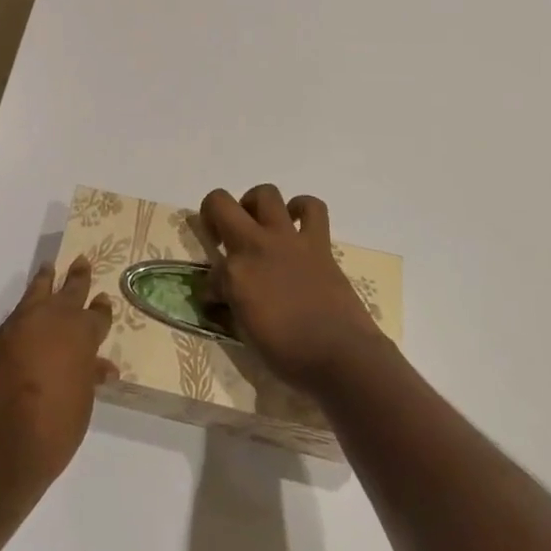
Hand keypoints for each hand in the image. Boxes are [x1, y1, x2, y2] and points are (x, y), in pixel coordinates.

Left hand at [0, 260, 116, 496]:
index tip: (103, 299)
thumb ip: (89, 377)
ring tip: (48, 268)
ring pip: (37, 291)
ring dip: (46, 280)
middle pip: (70, 291)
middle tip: (81, 261)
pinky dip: (26, 306)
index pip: (97, 315)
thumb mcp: (82, 402)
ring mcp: (22, 324)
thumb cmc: (54, 426)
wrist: (0, 440)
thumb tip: (101, 367)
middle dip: (78, 277)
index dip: (101, 309)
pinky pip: (18, 313)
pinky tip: (27, 310)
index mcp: (82, 333)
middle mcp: (53, 319)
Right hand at [202, 184, 384, 393]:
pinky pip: (313, 209)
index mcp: (234, 273)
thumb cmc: (289, 355)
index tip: (219, 300)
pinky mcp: (318, 243)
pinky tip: (296, 223)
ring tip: (257, 224)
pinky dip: (302, 209)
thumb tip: (221, 296)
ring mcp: (288, 239)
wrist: (342, 357)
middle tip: (222, 235)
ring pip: (265, 193)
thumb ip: (230, 306)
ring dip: (255, 204)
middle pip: (220, 202)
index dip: (211, 286)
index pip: (209, 271)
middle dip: (213, 213)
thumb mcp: (245, 335)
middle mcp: (256, 245)